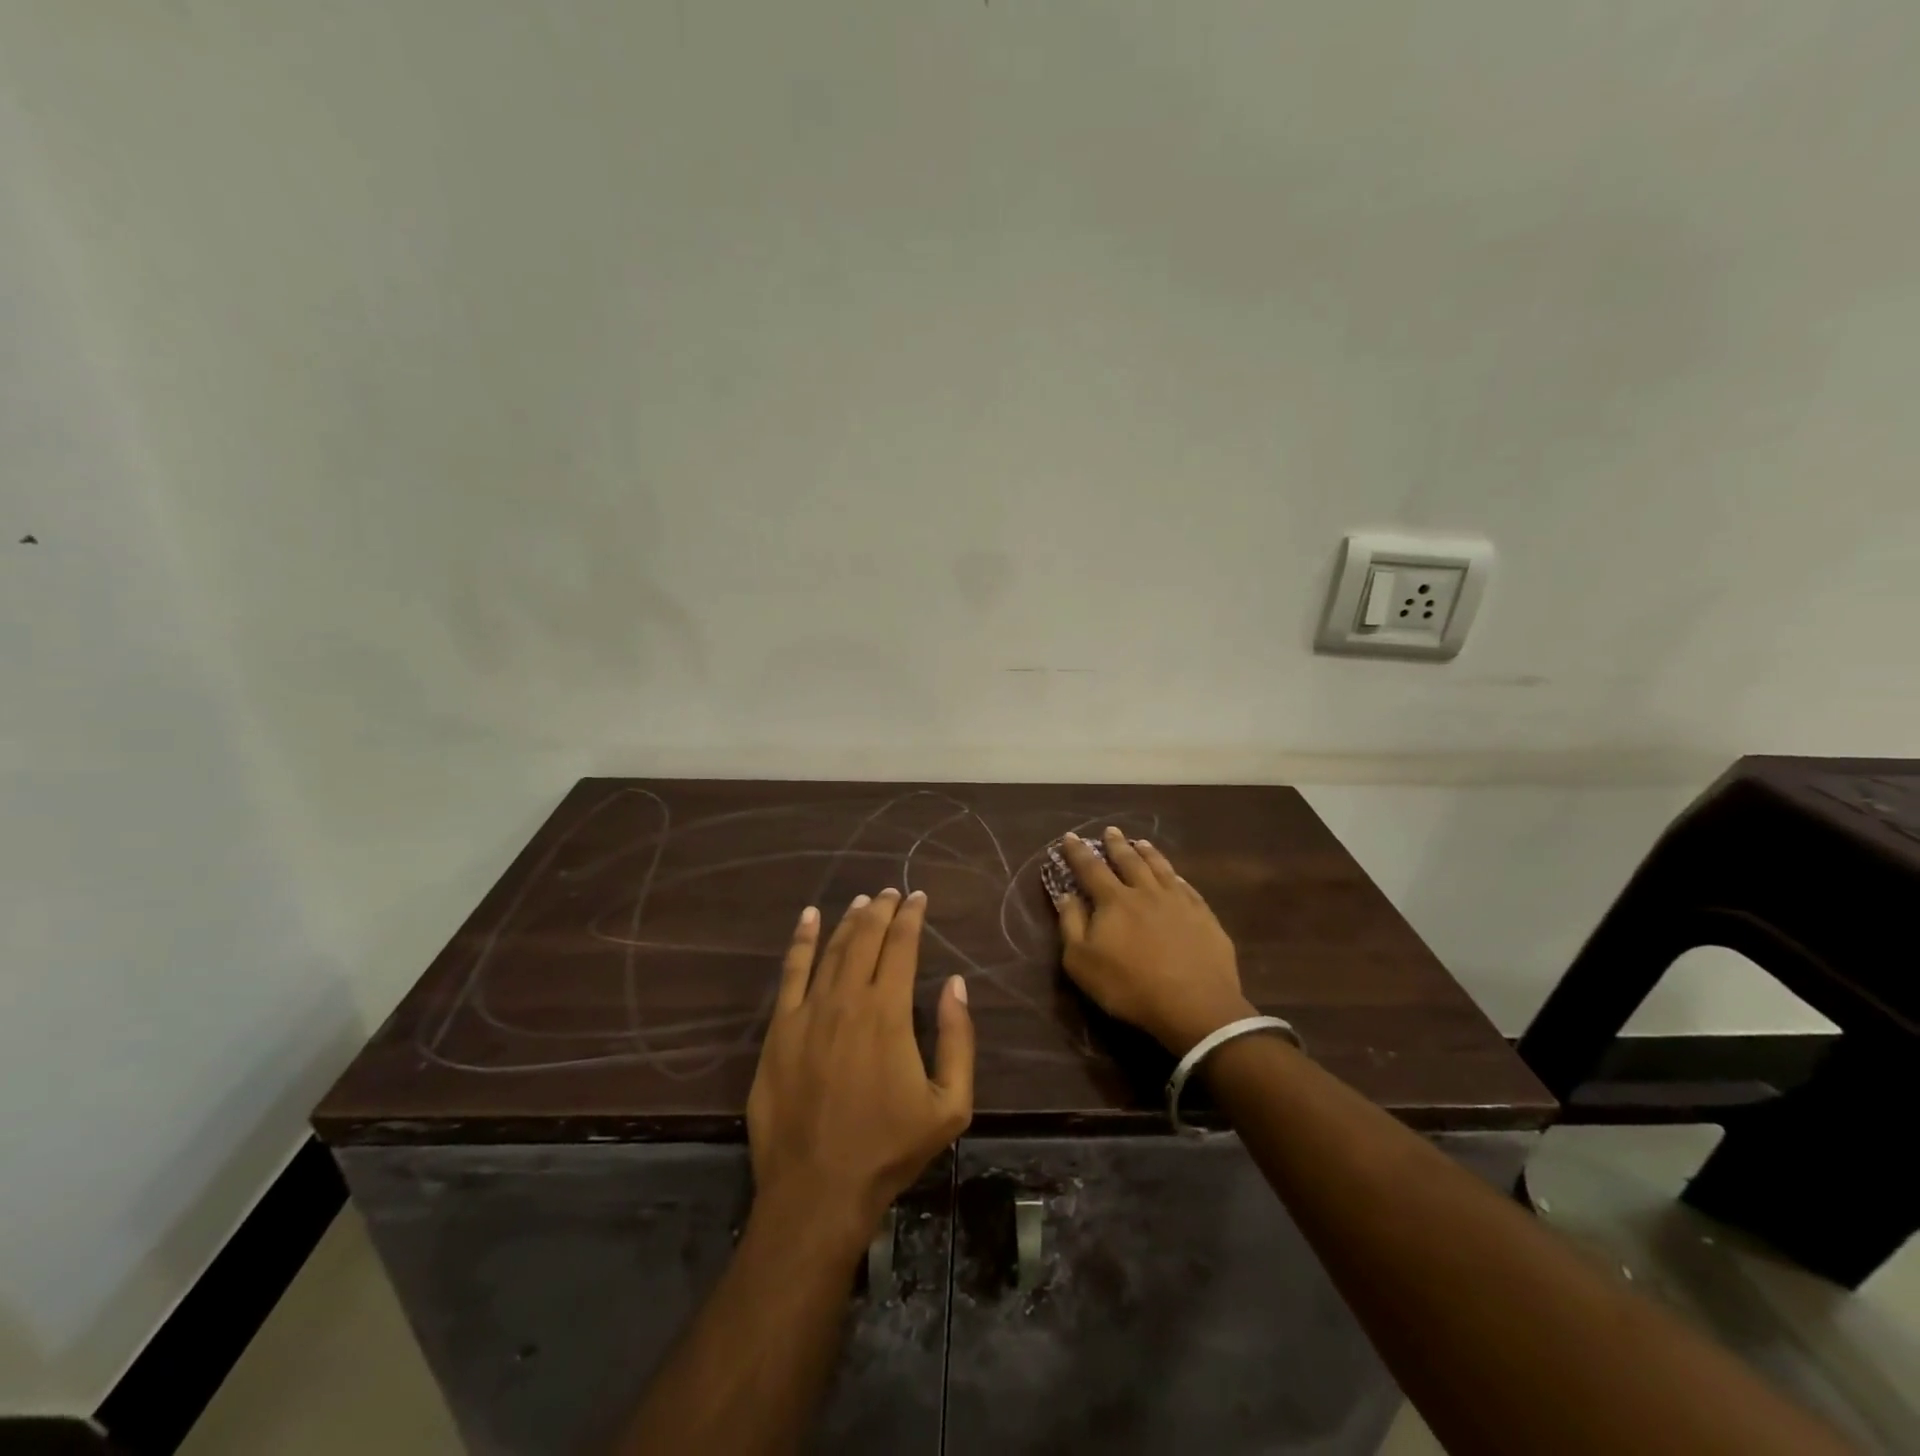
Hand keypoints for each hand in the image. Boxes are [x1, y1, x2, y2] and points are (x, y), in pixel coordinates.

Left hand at [747, 889, 974, 1248]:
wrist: (818, 1190)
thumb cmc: (889, 1149)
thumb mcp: (950, 1105)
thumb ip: (958, 1038)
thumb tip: (955, 984)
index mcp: (888, 1013)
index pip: (902, 946)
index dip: (912, 917)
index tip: (919, 898)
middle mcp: (847, 999)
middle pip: (865, 938)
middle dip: (882, 910)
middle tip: (892, 892)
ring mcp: (807, 1011)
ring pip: (831, 949)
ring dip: (848, 920)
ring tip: (862, 901)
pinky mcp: (779, 1029)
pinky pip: (790, 972)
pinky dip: (801, 940)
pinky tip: (808, 918)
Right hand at [1053, 828, 1254, 1054]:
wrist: (1195, 1005)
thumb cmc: (1129, 986)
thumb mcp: (1082, 962)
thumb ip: (1071, 925)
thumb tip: (1066, 895)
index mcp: (1114, 901)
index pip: (1091, 869)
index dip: (1078, 852)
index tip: (1070, 836)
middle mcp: (1146, 892)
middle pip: (1128, 861)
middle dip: (1116, 845)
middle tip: (1110, 831)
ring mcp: (1179, 902)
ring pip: (1160, 868)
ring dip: (1148, 853)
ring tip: (1141, 843)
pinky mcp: (1204, 916)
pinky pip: (1187, 887)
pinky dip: (1176, 876)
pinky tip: (1176, 875)